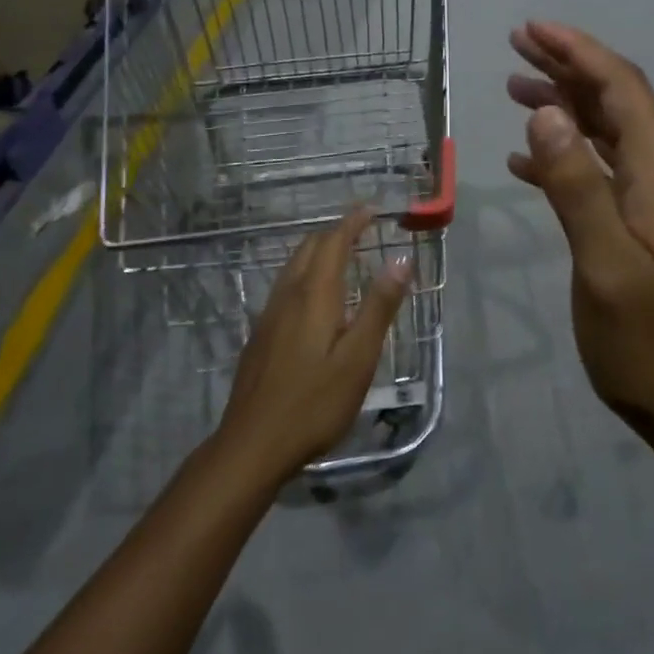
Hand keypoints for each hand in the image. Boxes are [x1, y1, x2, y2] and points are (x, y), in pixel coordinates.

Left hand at [216, 206, 411, 481]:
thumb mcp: (358, 358)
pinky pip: (286, 286)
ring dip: (319, 252)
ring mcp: (269, 314)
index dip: (353, 222)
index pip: (334, 242)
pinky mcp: (261, 334)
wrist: (252, 444)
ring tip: (343, 257)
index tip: (372, 209)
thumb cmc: (314, 403)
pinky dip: (306, 274)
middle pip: (310, 248)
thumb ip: (379, 307)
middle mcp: (288, 295)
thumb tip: (401, 259)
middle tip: (362, 231)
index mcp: (314, 295)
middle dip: (336, 233)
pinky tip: (315, 299)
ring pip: (294, 266)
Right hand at [507, 22, 653, 444]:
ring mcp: (652, 202)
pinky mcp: (639, 226)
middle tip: (516, 44)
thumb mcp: (606, 266)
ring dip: (563, 104)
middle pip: (615, 101)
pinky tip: (525, 160)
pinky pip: (598, 170)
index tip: (532, 28)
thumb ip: (577, 186)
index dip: (578, 51)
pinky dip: (562, 154)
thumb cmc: (650, 343)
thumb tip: (546, 111)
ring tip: (514, 87)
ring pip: (605, 132)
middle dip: (568, 65)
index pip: (622, 88)